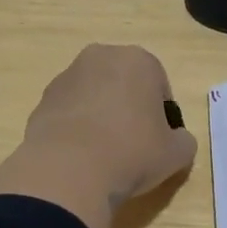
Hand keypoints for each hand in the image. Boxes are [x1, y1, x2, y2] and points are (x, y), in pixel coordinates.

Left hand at [0, 44, 197, 227]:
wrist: (68, 170)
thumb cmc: (132, 153)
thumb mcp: (176, 153)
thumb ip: (183, 140)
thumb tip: (176, 140)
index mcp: (139, 60)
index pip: (159, 86)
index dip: (161, 116)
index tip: (157, 141)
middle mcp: (101, 57)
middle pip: (124, 83)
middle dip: (129, 108)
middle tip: (132, 145)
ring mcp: (67, 76)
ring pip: (94, 95)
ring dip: (100, 116)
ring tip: (103, 154)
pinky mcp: (42, 99)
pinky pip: (70, 111)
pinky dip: (76, 127)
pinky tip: (79, 156)